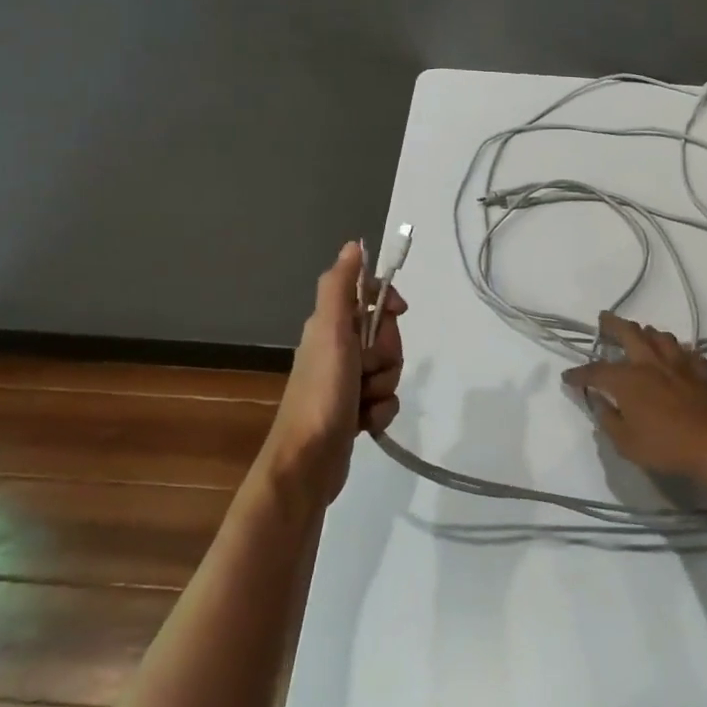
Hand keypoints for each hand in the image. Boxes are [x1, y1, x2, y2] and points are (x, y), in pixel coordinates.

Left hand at [264, 242, 407, 504]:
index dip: (388, 303)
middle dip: (386, 355)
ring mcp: (346, 383)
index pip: (370, 298)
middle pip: (385, 337)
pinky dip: (381, 411)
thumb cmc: (322, 393)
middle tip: (367, 370)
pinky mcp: (354, 412)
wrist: (307, 462)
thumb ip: (341, 288)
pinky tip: (366, 423)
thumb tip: (353, 245)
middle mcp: (337, 351)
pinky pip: (385, 400)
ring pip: (388, 370)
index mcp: (330, 327)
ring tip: (364, 402)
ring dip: (384, 386)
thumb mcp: (331, 332)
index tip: (399, 313)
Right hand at [560, 312, 706, 484]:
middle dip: (613, 324)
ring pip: (661, 336)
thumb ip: (608, 419)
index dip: (579, 373)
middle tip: (603, 319)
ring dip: (647, 332)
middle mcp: (650, 363)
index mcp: (628, 380)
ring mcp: (678, 364)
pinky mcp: (700, 371)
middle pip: (629, 333)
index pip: (596, 371)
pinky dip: (678, 351)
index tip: (567, 377)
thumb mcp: (625, 442)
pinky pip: (688, 353)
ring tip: (641, 334)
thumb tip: (598, 402)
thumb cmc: (665, 445)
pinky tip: (677, 356)